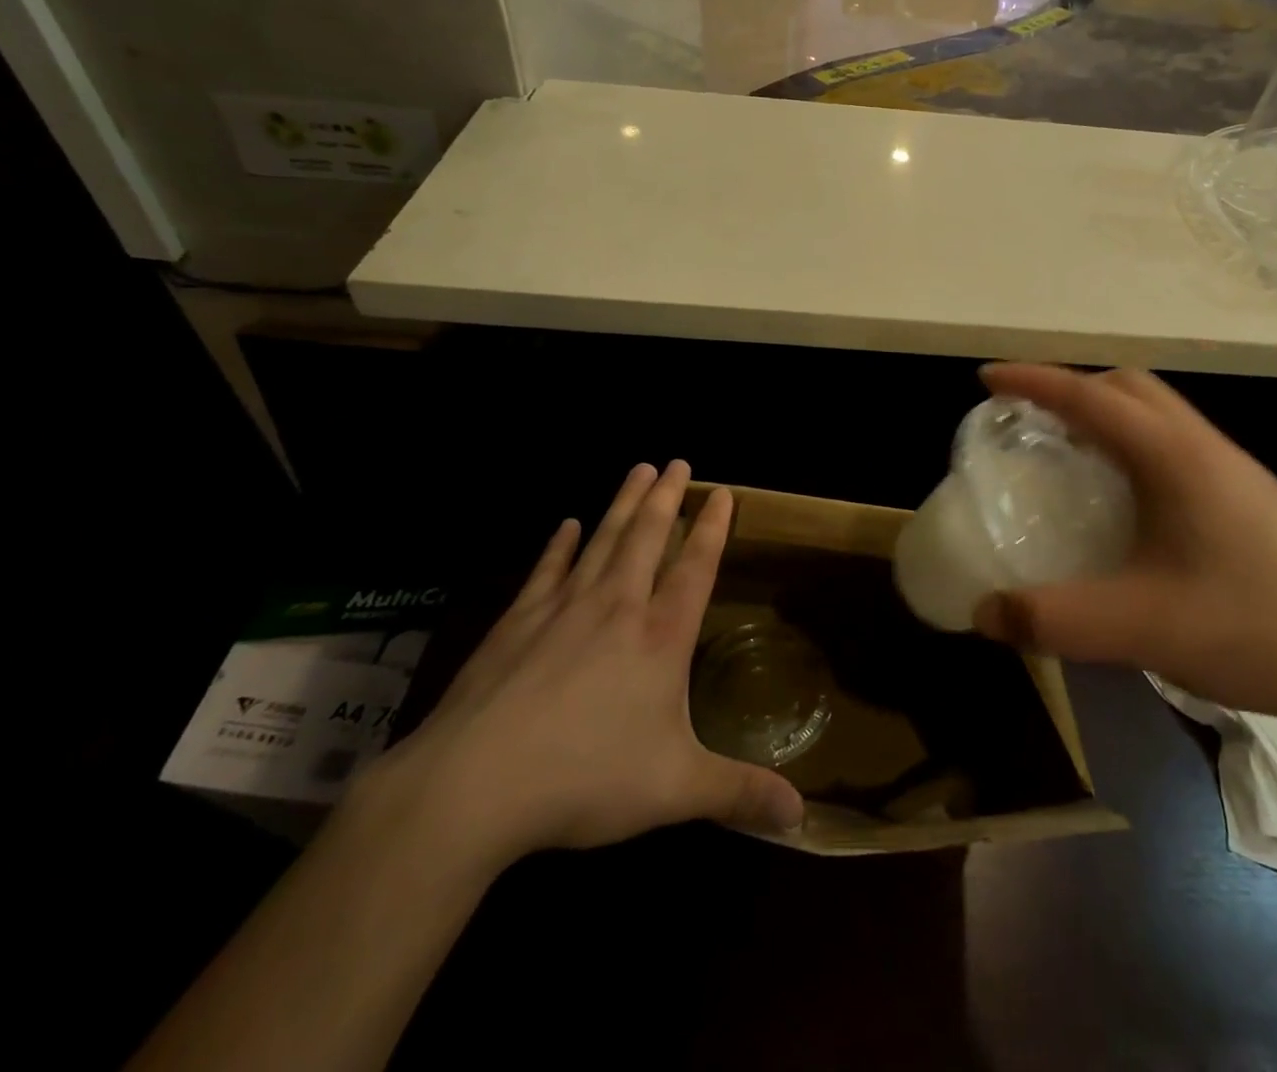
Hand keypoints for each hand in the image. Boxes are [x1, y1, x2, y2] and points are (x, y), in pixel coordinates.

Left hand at [368, 462, 803, 870]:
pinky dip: (561, 544)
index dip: (712, 528)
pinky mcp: (518, 622)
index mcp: (660, 637)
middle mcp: (617, 607)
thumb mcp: (675, 791)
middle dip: (667, 496)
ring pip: (604, 540)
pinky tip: (567, 524)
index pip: (696, 568)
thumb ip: (739, 795)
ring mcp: (563, 608)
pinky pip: (547, 569)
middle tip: (677, 460)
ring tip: (638, 469)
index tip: (722, 492)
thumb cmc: (585, 778)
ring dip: (623, 503)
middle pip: (648, 536)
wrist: (474, 785)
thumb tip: (802, 817)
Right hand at [970, 364, 1276, 729]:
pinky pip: (1176, 444)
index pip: (1090, 396)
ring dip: (1106, 414)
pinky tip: (1126, 502)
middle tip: (1028, 419)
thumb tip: (983, 612)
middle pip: (1129, 386)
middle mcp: (1205, 448)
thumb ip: (1054, 620)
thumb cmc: (1257, 629)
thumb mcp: (1142, 628)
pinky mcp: (1250, 499)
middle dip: (1071, 386)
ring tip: (1068, 452)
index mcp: (1175, 458)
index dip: (1033, 380)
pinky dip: (1133, 445)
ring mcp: (1234, 471)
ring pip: (1158, 413)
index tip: (986, 381)